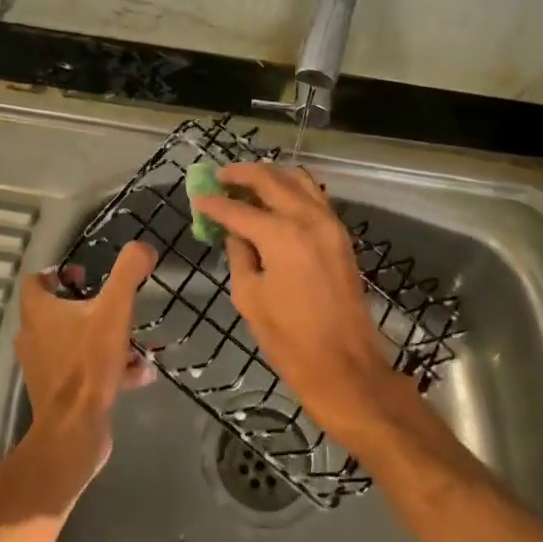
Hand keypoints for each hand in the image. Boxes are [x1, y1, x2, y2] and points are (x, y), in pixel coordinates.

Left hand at [14, 241, 156, 489]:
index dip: (59, 273)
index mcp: (38, 312)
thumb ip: (128, 272)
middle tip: (114, 306)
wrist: (75, 431)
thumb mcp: (114, 309)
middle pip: (57, 311)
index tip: (87, 275)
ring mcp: (44, 367)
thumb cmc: (88, 363)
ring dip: (105, 338)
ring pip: (75, 342)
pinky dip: (108, 368)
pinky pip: (84, 370)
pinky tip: (138, 374)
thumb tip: (143, 247)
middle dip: (90, 306)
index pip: (36, 281)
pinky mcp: (58, 393)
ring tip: (136, 343)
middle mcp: (33, 337)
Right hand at [192, 165, 397, 446]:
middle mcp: (308, 218)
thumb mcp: (250, 297)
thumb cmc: (290, 340)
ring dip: (270, 176)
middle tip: (218, 176)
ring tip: (245, 182)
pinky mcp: (340, 235)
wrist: (346, 367)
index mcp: (282, 235)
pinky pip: (313, 196)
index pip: (239, 209)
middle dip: (241, 175)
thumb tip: (235, 232)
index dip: (214, 203)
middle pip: (271, 179)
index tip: (197, 197)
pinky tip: (274, 199)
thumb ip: (239, 255)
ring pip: (298, 180)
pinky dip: (292, 189)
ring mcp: (330, 223)